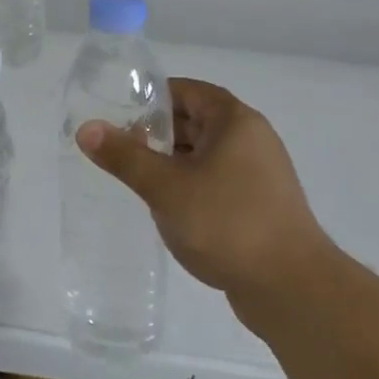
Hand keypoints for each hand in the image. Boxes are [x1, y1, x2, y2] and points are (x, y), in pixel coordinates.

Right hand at [77, 78, 328, 326]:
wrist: (291, 288)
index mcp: (235, 121)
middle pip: (197, 121)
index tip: (120, 114)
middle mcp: (252, 139)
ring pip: (206, 155)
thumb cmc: (227, 223)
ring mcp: (260, 174)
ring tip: (137, 179)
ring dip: (173, 162)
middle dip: (158, 133)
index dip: (153, 98)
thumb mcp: (165, 187)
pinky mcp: (260, 206)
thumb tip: (87, 127)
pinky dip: (191, 186)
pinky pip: (217, 182)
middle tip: (121, 149)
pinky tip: (169, 208)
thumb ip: (125, 157)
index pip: (188, 91)